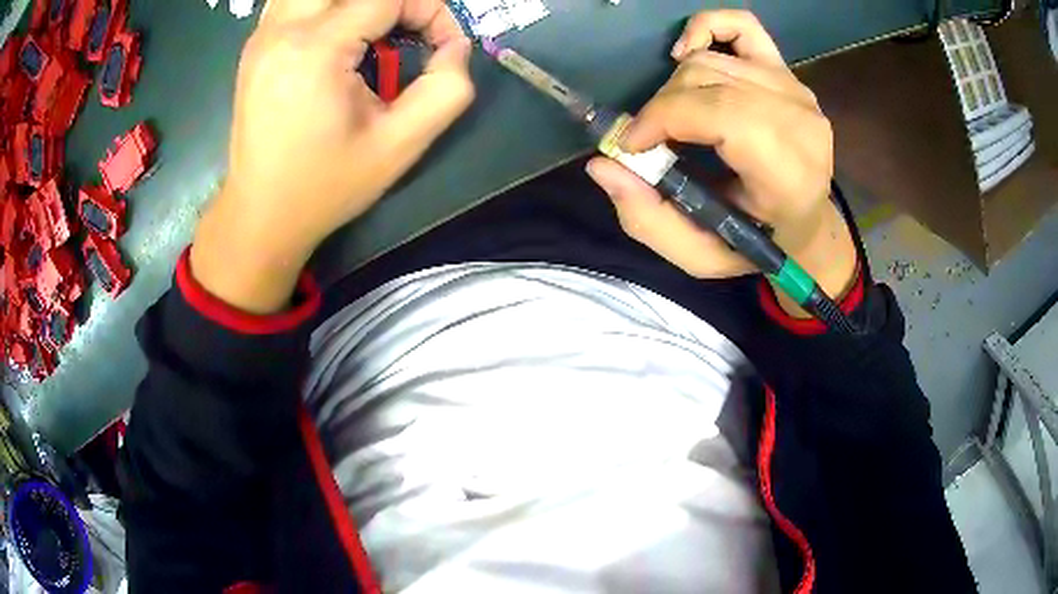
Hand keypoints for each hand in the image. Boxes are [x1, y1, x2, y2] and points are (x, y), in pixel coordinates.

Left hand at [191, 0, 474, 312]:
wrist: (261, 214)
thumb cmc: (326, 186)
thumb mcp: (400, 146)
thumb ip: (447, 90)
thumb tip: (455, 46)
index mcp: (316, 50)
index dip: (429, 10)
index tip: (440, 45)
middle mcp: (283, 30)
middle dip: (395, 0)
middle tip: (405, 29)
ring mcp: (263, 35)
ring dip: (355, 2)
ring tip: (373, 33)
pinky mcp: (256, 45)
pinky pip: (295, 0)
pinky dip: (326, 4)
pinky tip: (338, 32)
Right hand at [586, 10, 855, 314]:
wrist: (806, 224)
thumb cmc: (758, 243)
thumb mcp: (701, 255)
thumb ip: (650, 220)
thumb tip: (603, 165)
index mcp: (789, 172)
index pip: (721, 113)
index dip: (664, 118)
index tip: (632, 145)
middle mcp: (799, 120)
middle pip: (707, 80)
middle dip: (661, 107)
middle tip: (649, 141)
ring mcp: (795, 89)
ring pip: (710, 59)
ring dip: (675, 86)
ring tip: (672, 118)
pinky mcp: (787, 71)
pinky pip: (741, 25)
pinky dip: (704, 29)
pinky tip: (685, 55)